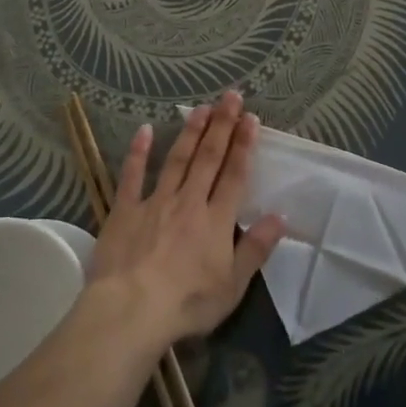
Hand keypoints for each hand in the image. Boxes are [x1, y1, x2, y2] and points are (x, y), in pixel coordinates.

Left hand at [86, 89, 284, 348]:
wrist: (131, 310)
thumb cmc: (187, 303)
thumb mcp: (232, 285)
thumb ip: (256, 248)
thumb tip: (280, 216)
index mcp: (216, 220)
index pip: (234, 175)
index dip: (244, 145)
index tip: (250, 118)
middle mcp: (189, 202)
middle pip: (209, 158)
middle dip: (222, 125)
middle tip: (230, 96)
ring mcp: (155, 202)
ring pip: (177, 159)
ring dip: (191, 132)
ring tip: (201, 107)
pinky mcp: (125, 211)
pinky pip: (132, 176)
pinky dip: (138, 152)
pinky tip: (144, 130)